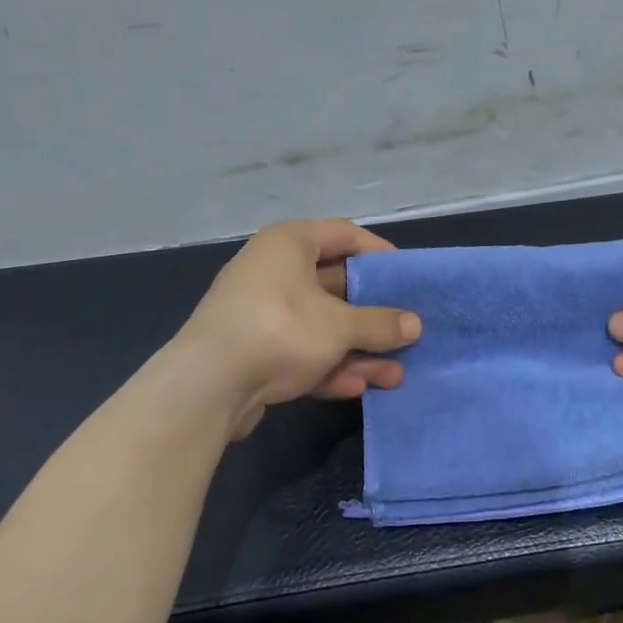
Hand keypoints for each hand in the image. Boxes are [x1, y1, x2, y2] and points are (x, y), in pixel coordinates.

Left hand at [172, 219, 420, 438]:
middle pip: (336, 286)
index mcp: (289, 243)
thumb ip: (380, 324)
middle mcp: (273, 271)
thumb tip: (415, 324)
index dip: (379, 252)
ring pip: (321, 326)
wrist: (208, 386)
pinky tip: (358, 387)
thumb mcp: (340, 326)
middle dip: (373, 315)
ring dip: (358, 350)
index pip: (344, 234)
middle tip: (406, 330)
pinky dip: (329, 367)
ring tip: (395, 375)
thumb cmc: (280, 331)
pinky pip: (301, 352)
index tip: (406, 275)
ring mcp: (262, 313)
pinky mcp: (255, 351)